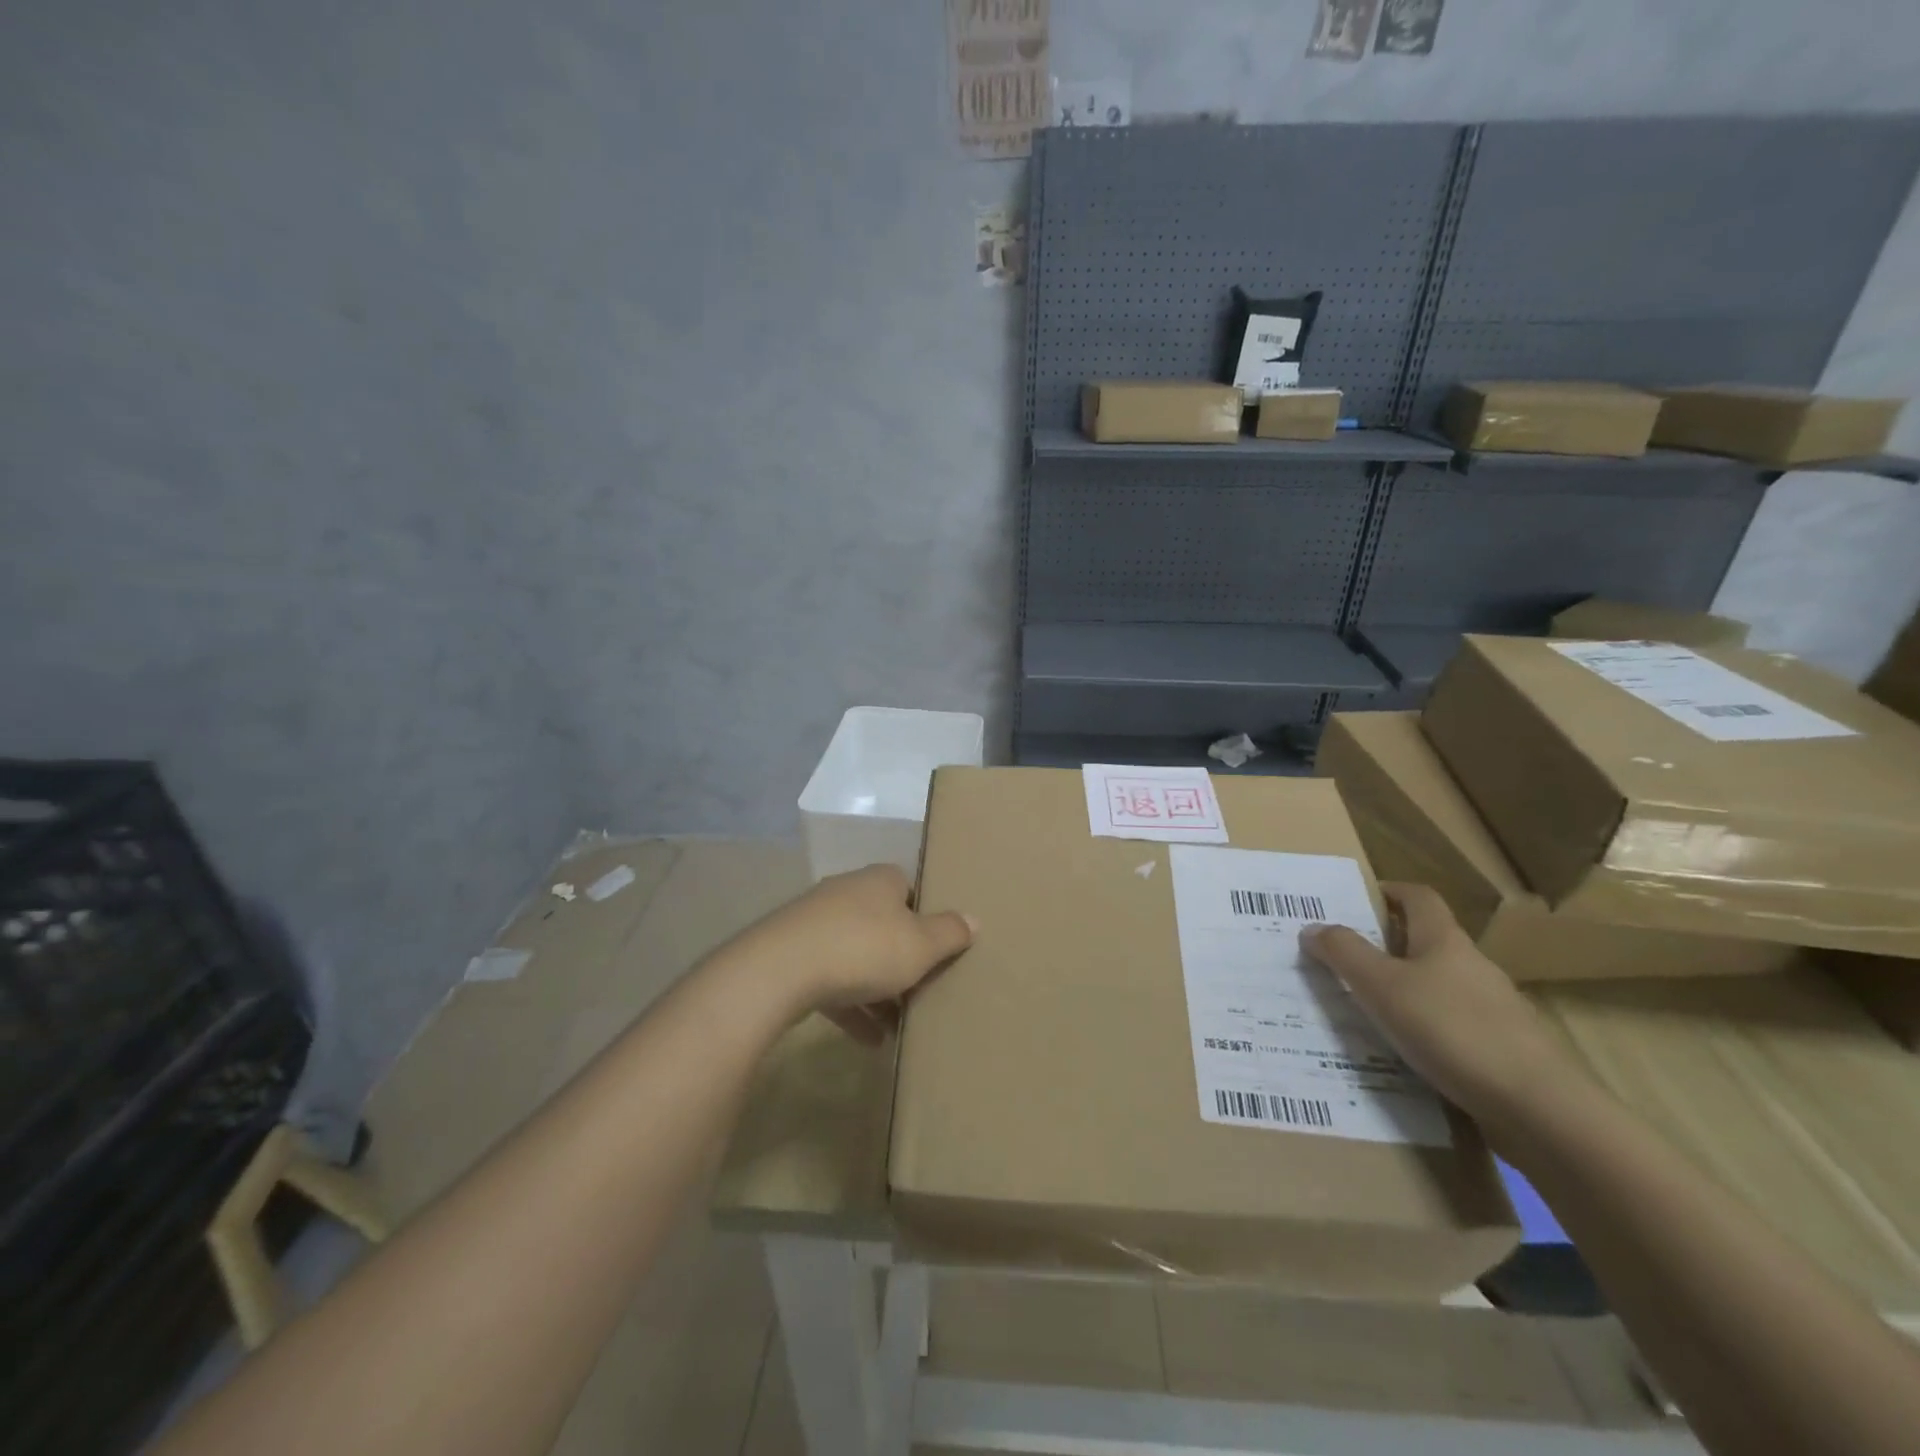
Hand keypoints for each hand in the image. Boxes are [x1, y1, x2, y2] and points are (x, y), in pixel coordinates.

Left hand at [731, 865, 974, 1044]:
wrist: (781, 969)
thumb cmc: (864, 948)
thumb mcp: (921, 945)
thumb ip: (950, 933)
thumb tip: (974, 919)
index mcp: (880, 881)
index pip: (910, 889)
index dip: (926, 917)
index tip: (938, 948)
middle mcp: (848, 893)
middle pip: (884, 924)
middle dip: (902, 958)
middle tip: (923, 989)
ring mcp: (815, 923)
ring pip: (857, 955)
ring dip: (877, 989)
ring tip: (899, 1025)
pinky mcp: (792, 954)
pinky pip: (831, 979)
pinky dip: (851, 1007)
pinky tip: (869, 1040)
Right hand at [1299, 882, 1583, 1124]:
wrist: (1541, 1109)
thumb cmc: (1452, 1030)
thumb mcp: (1381, 987)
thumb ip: (1344, 953)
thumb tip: (1312, 927)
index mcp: (1445, 941)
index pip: (1419, 897)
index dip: (1390, 891)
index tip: (1359, 899)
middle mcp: (1473, 966)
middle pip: (1427, 941)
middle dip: (1387, 945)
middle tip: (1345, 959)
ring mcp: (1494, 1009)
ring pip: (1439, 986)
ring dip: (1405, 990)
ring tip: (1366, 1011)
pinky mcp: (1504, 1049)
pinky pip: (1453, 1025)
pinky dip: (1426, 1029)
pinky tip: (1406, 1053)